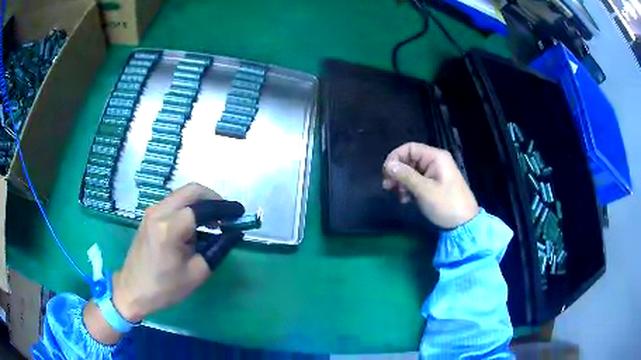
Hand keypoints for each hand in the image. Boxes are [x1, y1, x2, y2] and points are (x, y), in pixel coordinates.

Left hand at [112, 183, 242, 322]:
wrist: (133, 290)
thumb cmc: (165, 288)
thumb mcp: (197, 273)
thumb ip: (218, 249)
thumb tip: (234, 233)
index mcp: (169, 228)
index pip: (203, 208)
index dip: (224, 209)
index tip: (240, 213)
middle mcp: (159, 212)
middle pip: (192, 190)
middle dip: (213, 198)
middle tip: (227, 214)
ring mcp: (151, 211)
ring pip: (182, 194)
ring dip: (201, 202)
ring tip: (213, 222)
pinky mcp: (149, 215)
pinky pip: (173, 201)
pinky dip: (189, 206)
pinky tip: (195, 224)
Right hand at [382, 142, 478, 228]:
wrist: (464, 224)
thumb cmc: (446, 204)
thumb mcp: (424, 190)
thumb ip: (405, 175)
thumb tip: (388, 165)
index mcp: (435, 157)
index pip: (409, 148)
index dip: (395, 158)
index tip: (386, 174)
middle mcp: (435, 161)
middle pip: (409, 159)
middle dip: (397, 172)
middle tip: (387, 187)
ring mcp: (435, 173)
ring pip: (411, 171)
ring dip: (401, 182)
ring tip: (399, 197)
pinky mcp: (434, 184)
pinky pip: (416, 181)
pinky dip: (408, 188)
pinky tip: (405, 200)